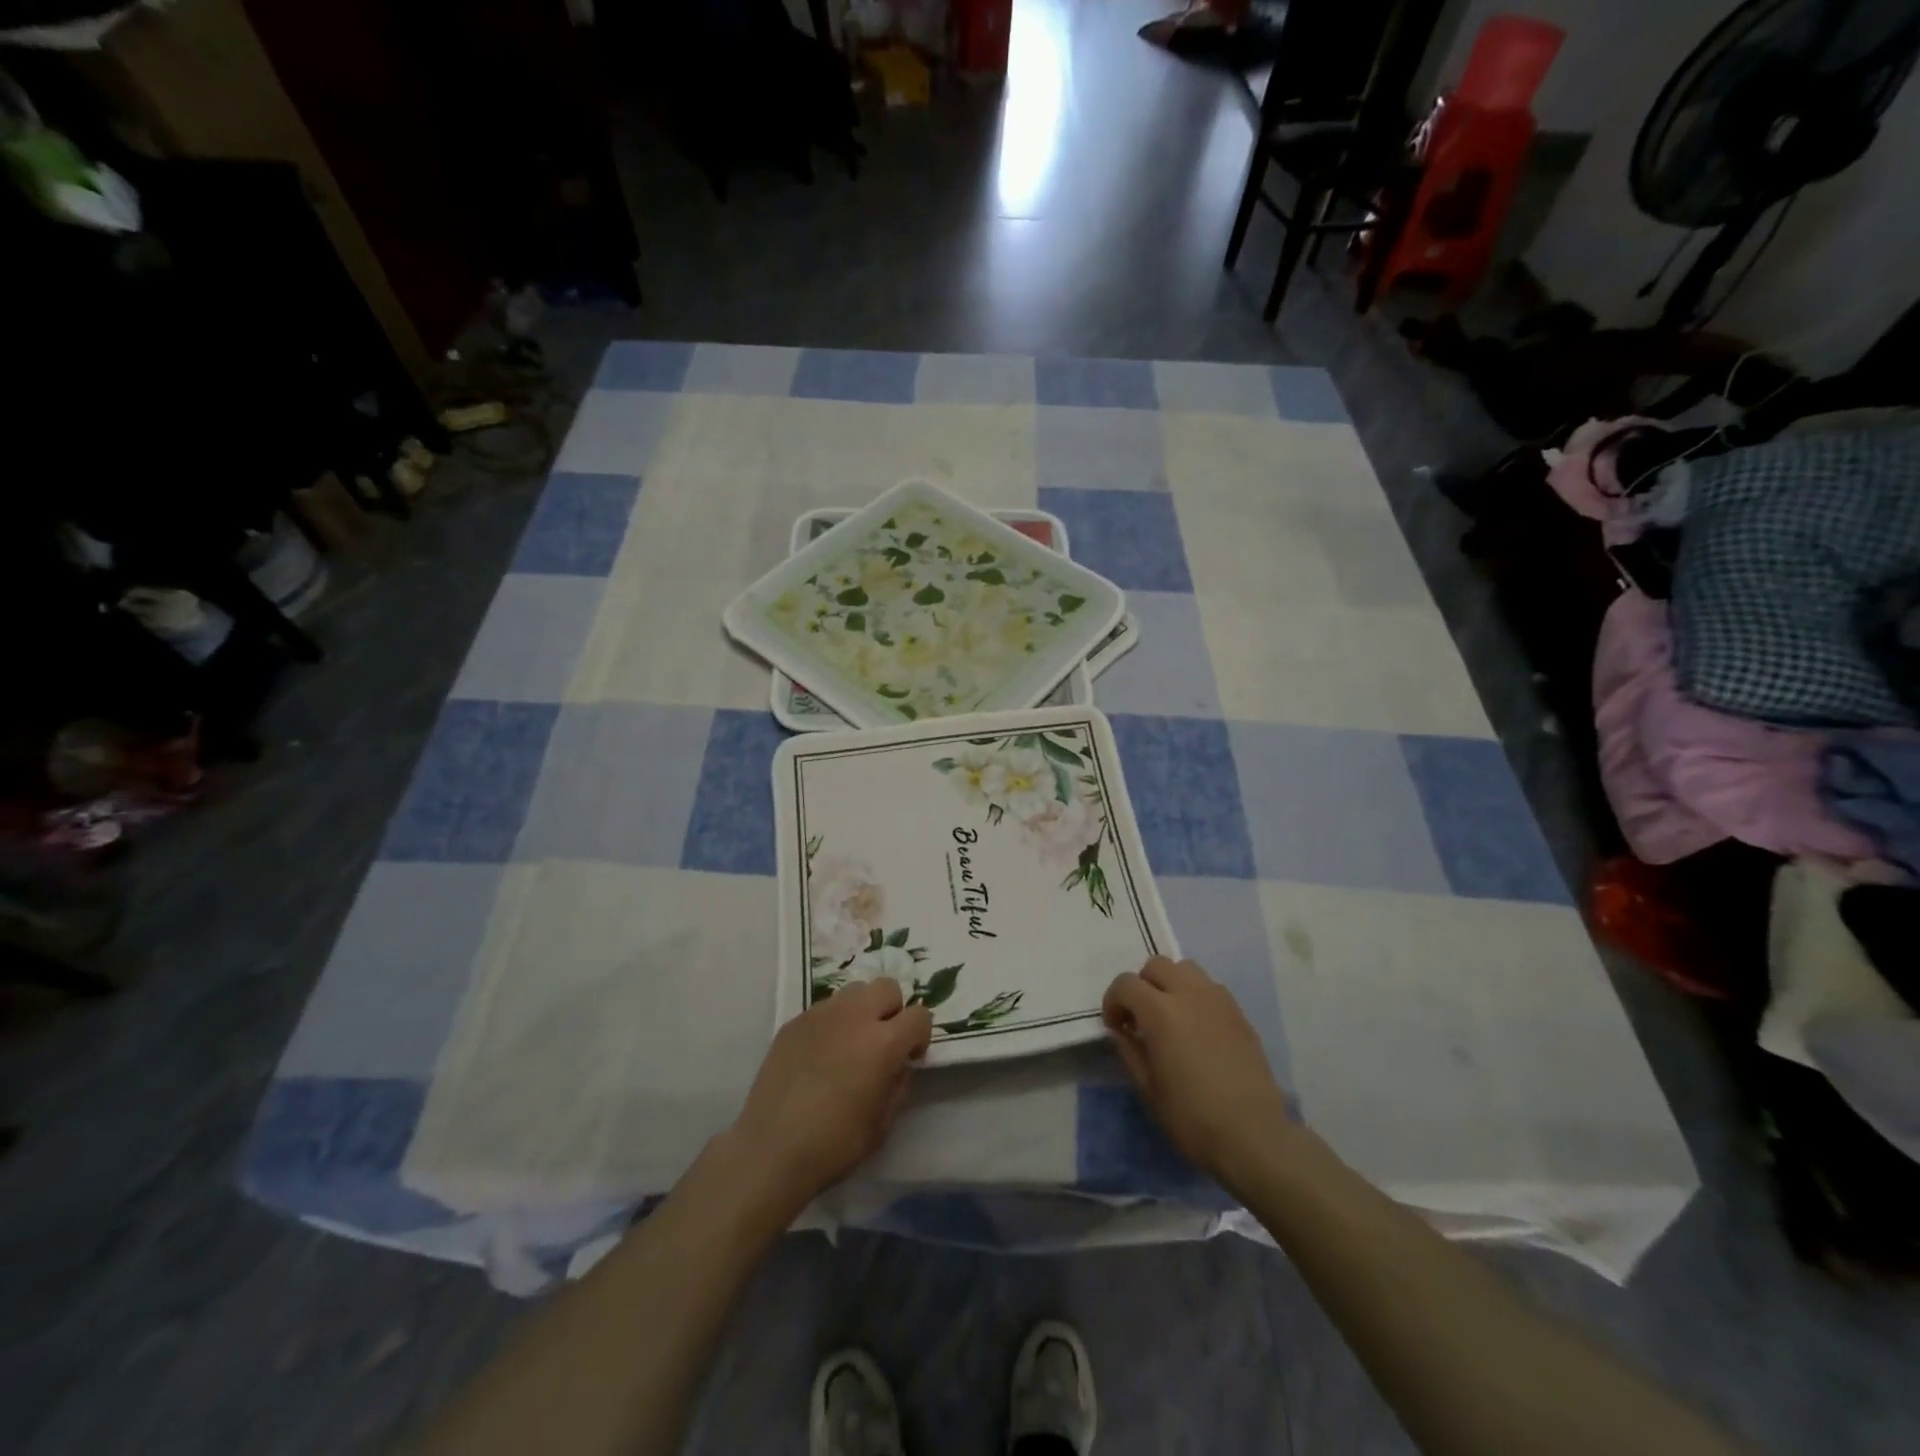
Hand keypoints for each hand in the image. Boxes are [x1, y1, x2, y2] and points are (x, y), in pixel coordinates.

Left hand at [730, 978, 932, 1208]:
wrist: (771, 1149)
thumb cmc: (834, 1144)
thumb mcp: (882, 1123)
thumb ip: (898, 1084)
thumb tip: (898, 1064)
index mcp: (883, 1042)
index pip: (920, 1015)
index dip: (920, 1036)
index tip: (909, 1057)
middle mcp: (855, 1016)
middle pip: (887, 987)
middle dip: (892, 1010)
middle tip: (881, 1042)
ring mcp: (821, 1014)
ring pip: (854, 991)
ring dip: (862, 1010)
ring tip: (849, 1043)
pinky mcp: (795, 1021)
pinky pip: (825, 1008)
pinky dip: (832, 1023)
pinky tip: (820, 1054)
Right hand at [1102, 957, 1294, 1187]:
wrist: (1253, 1136)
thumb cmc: (1192, 1117)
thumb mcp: (1148, 1089)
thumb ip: (1129, 1051)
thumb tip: (1121, 1031)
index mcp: (1161, 1012)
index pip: (1126, 984)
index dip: (1113, 1001)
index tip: (1116, 1027)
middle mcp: (1189, 994)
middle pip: (1156, 965)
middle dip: (1141, 985)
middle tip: (1141, 1018)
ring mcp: (1218, 1001)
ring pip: (1186, 969)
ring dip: (1170, 984)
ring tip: (1170, 1016)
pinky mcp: (1239, 1014)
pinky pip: (1209, 987)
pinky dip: (1195, 995)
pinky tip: (1197, 1028)